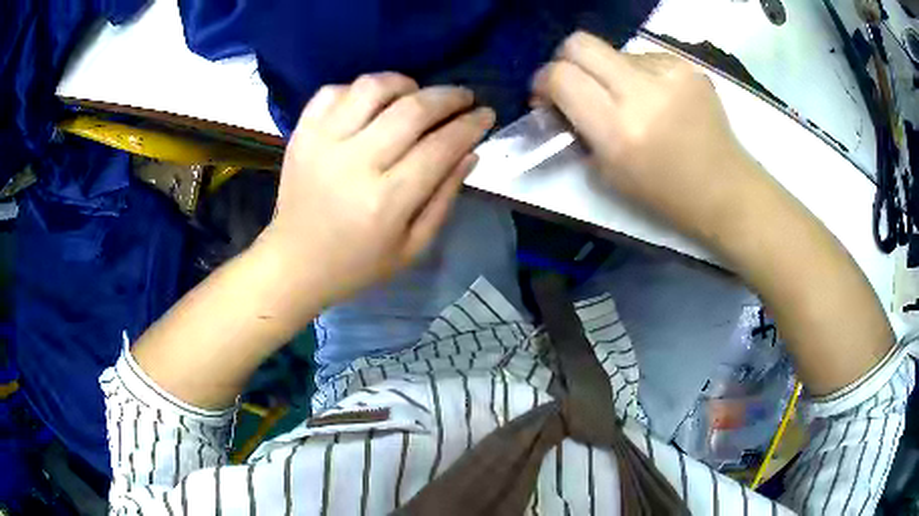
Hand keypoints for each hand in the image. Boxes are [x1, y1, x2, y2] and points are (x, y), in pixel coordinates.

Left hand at [259, 73, 494, 310]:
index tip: (486, 114)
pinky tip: (371, 104)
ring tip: (416, 94)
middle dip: (448, 97)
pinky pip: (333, 91)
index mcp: (386, 200)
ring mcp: (323, 142)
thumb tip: (469, 152)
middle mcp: (354, 162)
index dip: (470, 125)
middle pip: (412, 109)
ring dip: (404, 83)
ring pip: (372, 88)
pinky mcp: (302, 133)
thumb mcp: (412, 247)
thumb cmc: (356, 264)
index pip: (441, 146)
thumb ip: (445, 198)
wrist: (294, 262)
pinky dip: (359, 89)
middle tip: (463, 98)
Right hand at [533, 31, 761, 238]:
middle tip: (575, 83)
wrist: (726, 189)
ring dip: (608, 71)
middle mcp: (642, 92)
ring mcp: (669, 72)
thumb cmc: (666, 195)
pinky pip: (644, 57)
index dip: (544, 81)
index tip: (547, 95)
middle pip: (580, 44)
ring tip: (629, 100)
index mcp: (619, 130)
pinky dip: (639, 74)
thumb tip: (560, 99)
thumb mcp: (609, 173)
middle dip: (566, 60)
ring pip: (614, 50)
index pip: (561, 77)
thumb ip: (579, 129)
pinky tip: (656, 98)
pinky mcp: (687, 65)